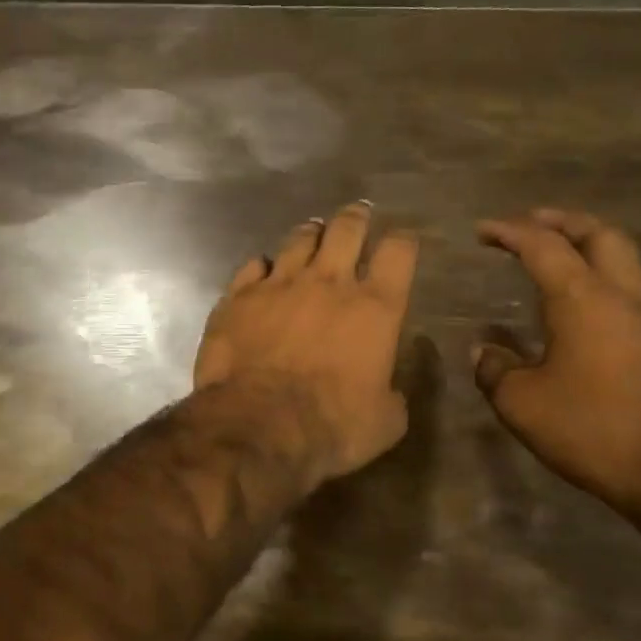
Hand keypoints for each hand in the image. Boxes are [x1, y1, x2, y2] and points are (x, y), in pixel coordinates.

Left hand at [194, 202, 419, 482]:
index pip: (398, 252)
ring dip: (310, 235)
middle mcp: (329, 283)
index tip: (402, 241)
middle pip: (346, 229)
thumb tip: (389, 384)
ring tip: (313, 232)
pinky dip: (262, 266)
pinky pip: (253, 266)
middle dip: (356, 218)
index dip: (402, 241)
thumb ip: (392, 393)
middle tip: (358, 214)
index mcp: (375, 308)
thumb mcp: (386, 421)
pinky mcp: (238, 297)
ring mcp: (279, 285)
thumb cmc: (333, 426)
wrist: (259, 425)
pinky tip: (262, 270)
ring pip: (298, 240)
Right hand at [473, 210, 640, 508]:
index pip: (543, 247)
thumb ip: (495, 369)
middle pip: (600, 235)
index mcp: (582, 301)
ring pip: (624, 262)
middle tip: (532, 223)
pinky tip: (583, 313)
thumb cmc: (591, 430)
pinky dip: (602, 283)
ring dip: (588, 249)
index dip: (510, 231)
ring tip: (557, 260)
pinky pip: (631, 295)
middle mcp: (622, 298)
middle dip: (563, 221)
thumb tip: (483, 350)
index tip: (483, 230)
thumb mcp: (521, 403)